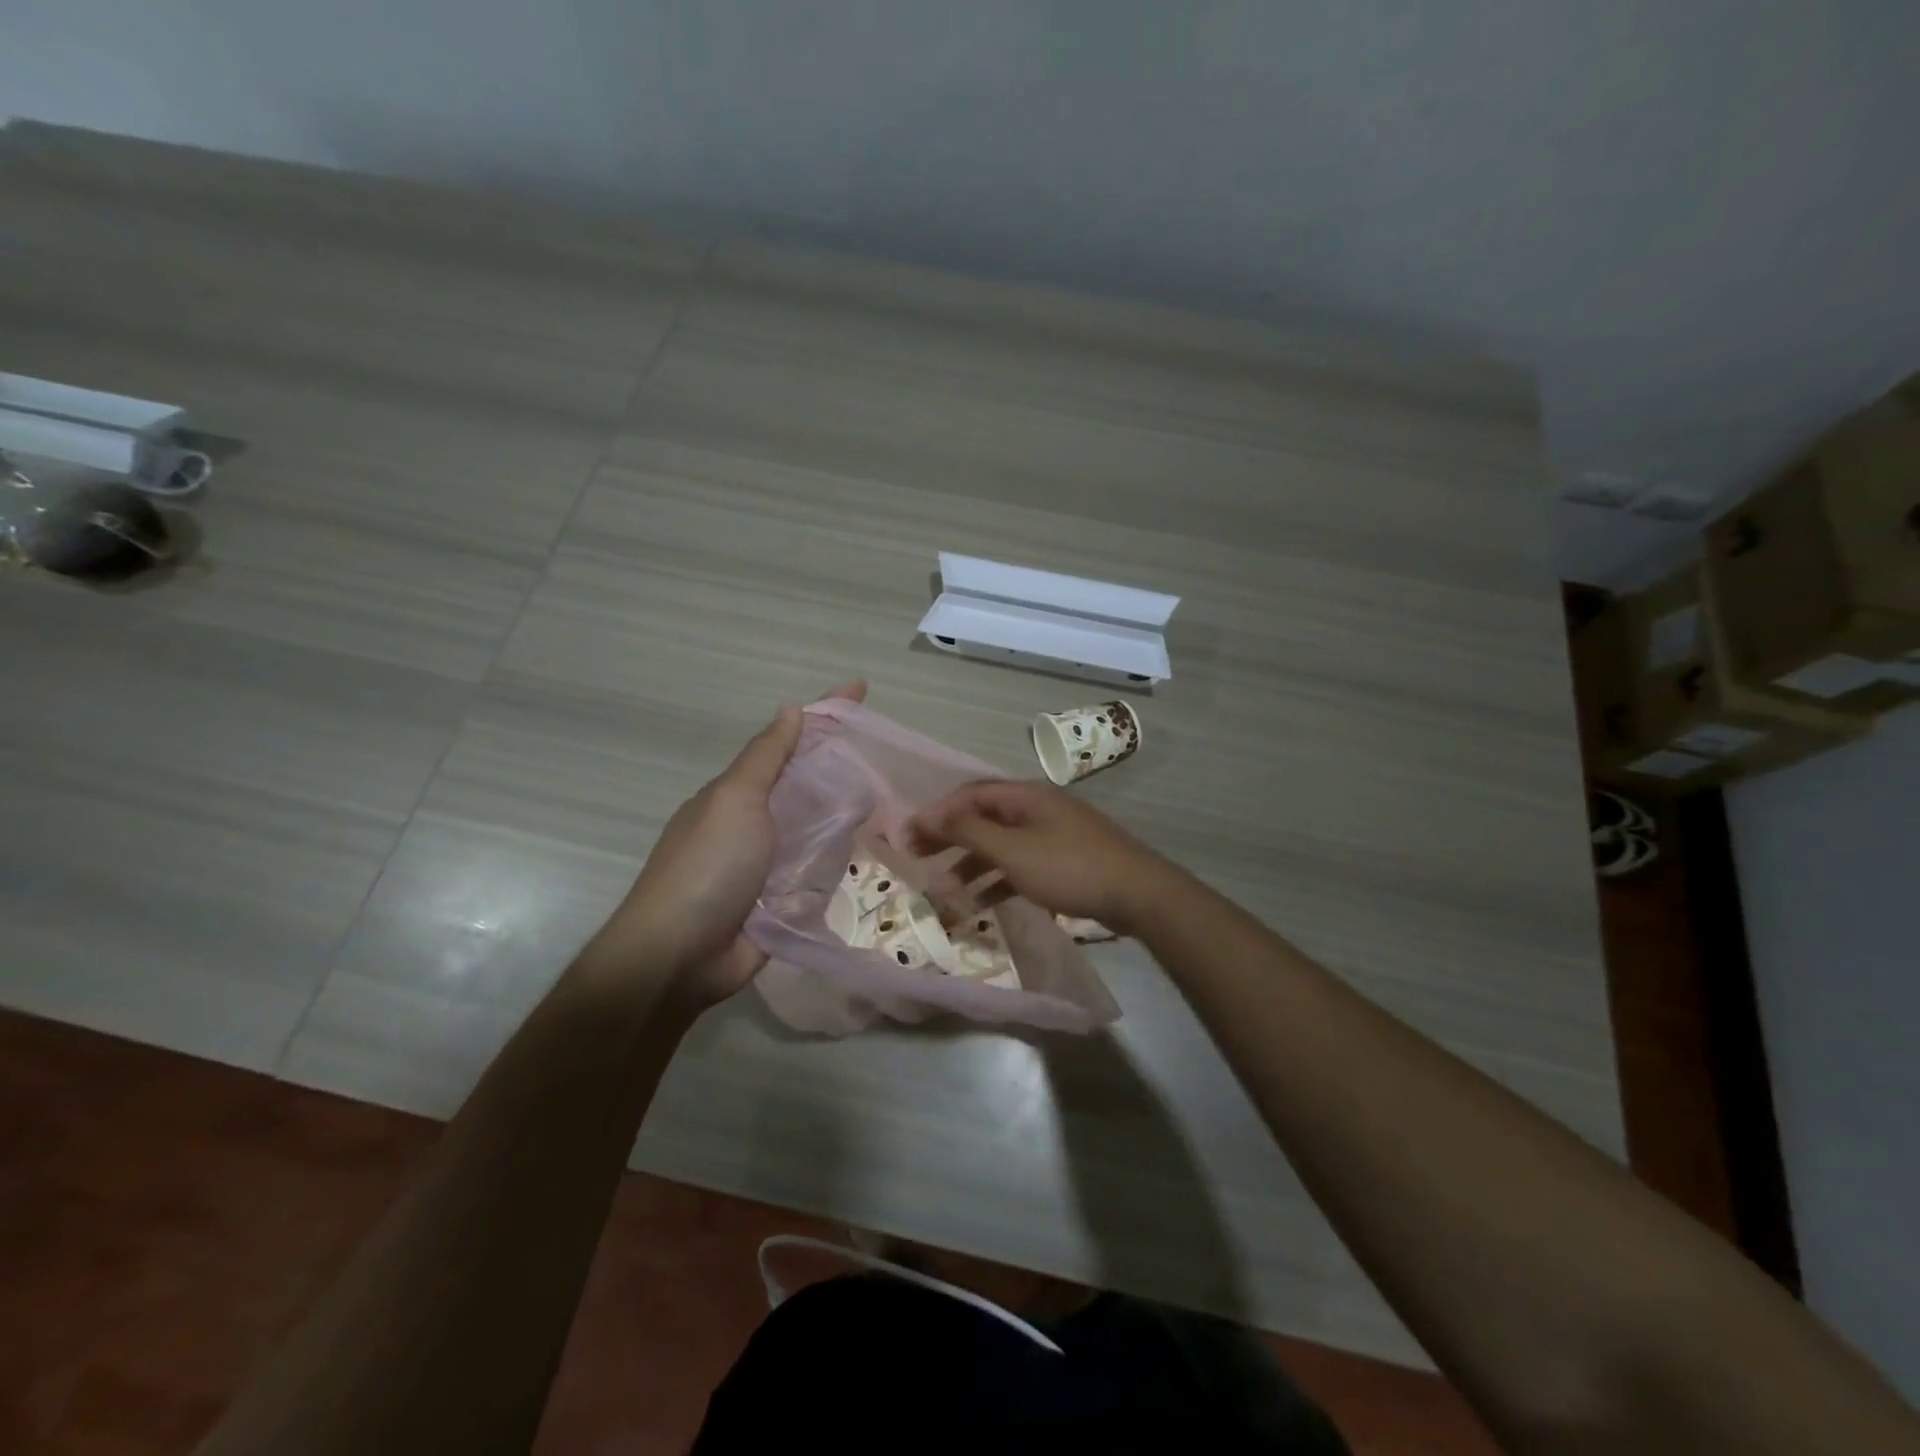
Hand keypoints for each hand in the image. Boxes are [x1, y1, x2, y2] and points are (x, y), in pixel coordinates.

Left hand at [597, 680, 866, 1005]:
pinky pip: (816, 874)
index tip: (860, 689)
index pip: (787, 742)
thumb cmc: (707, 867)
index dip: (823, 714)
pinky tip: (870, 854)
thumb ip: (766, 757)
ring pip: (815, 830)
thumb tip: (790, 709)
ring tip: (892, 803)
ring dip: (845, 818)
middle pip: (804, 785)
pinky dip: (837, 863)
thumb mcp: (735, 799)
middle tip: (887, 757)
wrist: (680, 956)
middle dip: (840, 768)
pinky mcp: (780, 904)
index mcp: (737, 794)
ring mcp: (766, 866)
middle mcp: (752, 824)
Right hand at [907, 779, 1172, 933]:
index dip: (936, 813)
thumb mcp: (1013, 851)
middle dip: (949, 837)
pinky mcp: (1063, 860)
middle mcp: (1036, 808)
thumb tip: (931, 815)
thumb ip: (969, 832)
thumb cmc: (1069, 867)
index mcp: (1024, 796)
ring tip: (945, 890)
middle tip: (917, 858)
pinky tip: (981, 903)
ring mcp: (1052, 834)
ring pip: (1000, 844)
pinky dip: (998, 880)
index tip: (908, 836)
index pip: (969, 795)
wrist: (1137, 894)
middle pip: (982, 817)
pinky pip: (1020, 864)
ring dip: (971, 864)